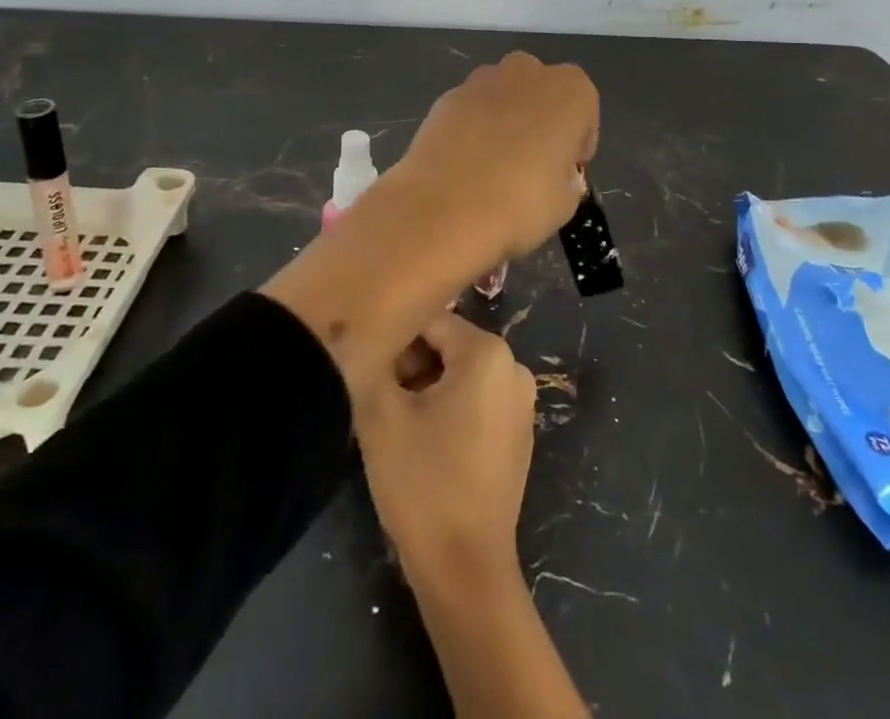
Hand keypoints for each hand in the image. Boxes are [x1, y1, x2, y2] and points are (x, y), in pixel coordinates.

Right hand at [357, 313, 536, 581]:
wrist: (465, 569)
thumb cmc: (423, 483)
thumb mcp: (381, 413)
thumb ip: (375, 360)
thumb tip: (373, 340)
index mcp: (488, 352)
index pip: (429, 320)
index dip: (394, 339)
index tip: (368, 367)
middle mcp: (513, 366)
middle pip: (447, 345)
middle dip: (410, 365)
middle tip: (379, 399)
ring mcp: (520, 401)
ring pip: (459, 373)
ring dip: (424, 387)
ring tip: (397, 422)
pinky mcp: (517, 432)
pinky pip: (475, 399)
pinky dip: (447, 408)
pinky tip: (423, 442)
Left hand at [386, 51, 599, 268]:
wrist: (444, 208)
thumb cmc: (521, 202)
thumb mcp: (566, 202)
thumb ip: (567, 178)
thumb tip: (554, 173)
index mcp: (569, 90)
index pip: (585, 110)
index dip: (578, 142)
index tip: (568, 171)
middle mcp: (527, 72)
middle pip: (542, 90)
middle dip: (541, 118)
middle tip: (534, 162)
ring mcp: (481, 81)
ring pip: (503, 95)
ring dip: (505, 119)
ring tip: (495, 165)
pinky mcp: (445, 98)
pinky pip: (470, 110)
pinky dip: (472, 129)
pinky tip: (465, 165)